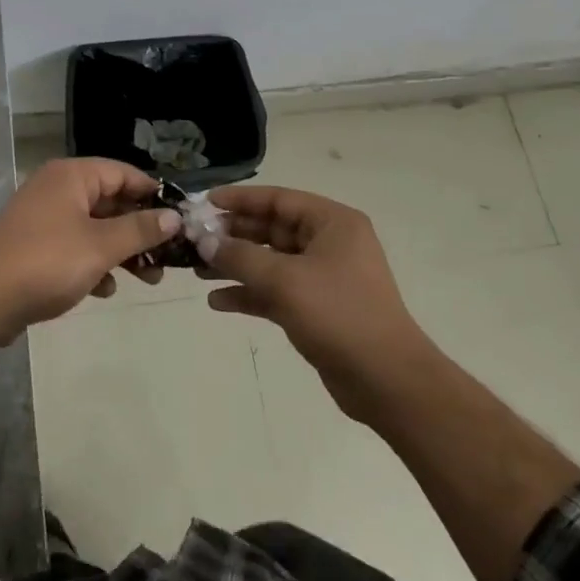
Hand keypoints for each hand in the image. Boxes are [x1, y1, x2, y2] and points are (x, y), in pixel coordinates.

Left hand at [0, 158, 181, 335]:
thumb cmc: (48, 262)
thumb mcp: (102, 245)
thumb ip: (141, 230)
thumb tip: (174, 217)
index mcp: (72, 176)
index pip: (124, 173)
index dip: (154, 194)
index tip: (180, 219)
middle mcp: (57, 189)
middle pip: (111, 201)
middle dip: (141, 229)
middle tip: (169, 256)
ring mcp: (43, 218)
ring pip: (95, 228)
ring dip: (122, 250)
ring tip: (149, 279)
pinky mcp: (35, 246)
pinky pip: (75, 247)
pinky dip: (94, 263)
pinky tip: (106, 289)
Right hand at [199, 186, 426, 422]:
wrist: (386, 381)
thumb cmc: (339, 315)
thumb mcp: (285, 281)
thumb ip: (240, 257)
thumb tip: (205, 241)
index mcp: (332, 223)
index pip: (279, 199)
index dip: (240, 200)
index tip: (204, 203)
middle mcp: (329, 244)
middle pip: (272, 229)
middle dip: (233, 236)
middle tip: (193, 241)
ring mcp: (323, 278)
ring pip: (270, 262)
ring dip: (236, 265)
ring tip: (197, 271)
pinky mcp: (316, 309)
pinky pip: (275, 291)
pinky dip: (249, 294)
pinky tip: (218, 302)